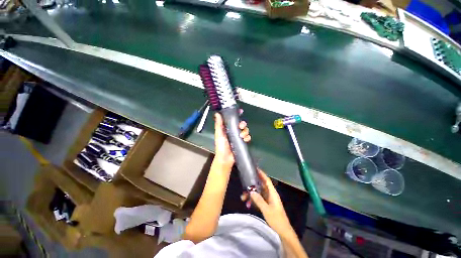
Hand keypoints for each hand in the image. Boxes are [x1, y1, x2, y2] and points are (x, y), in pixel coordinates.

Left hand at [214, 112, 249, 167]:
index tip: (240, 112)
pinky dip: (247, 137)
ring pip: (245, 130)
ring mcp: (238, 137)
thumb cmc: (221, 146)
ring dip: (245, 131)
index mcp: (227, 129)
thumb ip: (219, 124)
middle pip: (240, 124)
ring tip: (242, 136)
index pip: (232, 120)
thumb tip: (217, 114)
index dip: (236, 116)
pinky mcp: (242, 142)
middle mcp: (233, 131)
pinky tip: (245, 140)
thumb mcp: (219, 134)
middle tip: (241, 126)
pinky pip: (247, 137)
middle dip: (242, 124)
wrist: (225, 158)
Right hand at [250, 170, 292, 235]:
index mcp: (272, 193)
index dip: (261, 174)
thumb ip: (259, 200)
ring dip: (251, 194)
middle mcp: (270, 194)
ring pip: (258, 193)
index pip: (267, 180)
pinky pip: (258, 199)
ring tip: (243, 198)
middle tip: (244, 186)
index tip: (255, 169)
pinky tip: (248, 204)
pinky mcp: (267, 204)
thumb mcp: (266, 210)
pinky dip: (253, 200)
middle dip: (252, 186)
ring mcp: (268, 199)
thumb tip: (251, 191)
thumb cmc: (277, 219)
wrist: (283, 232)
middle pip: (260, 186)